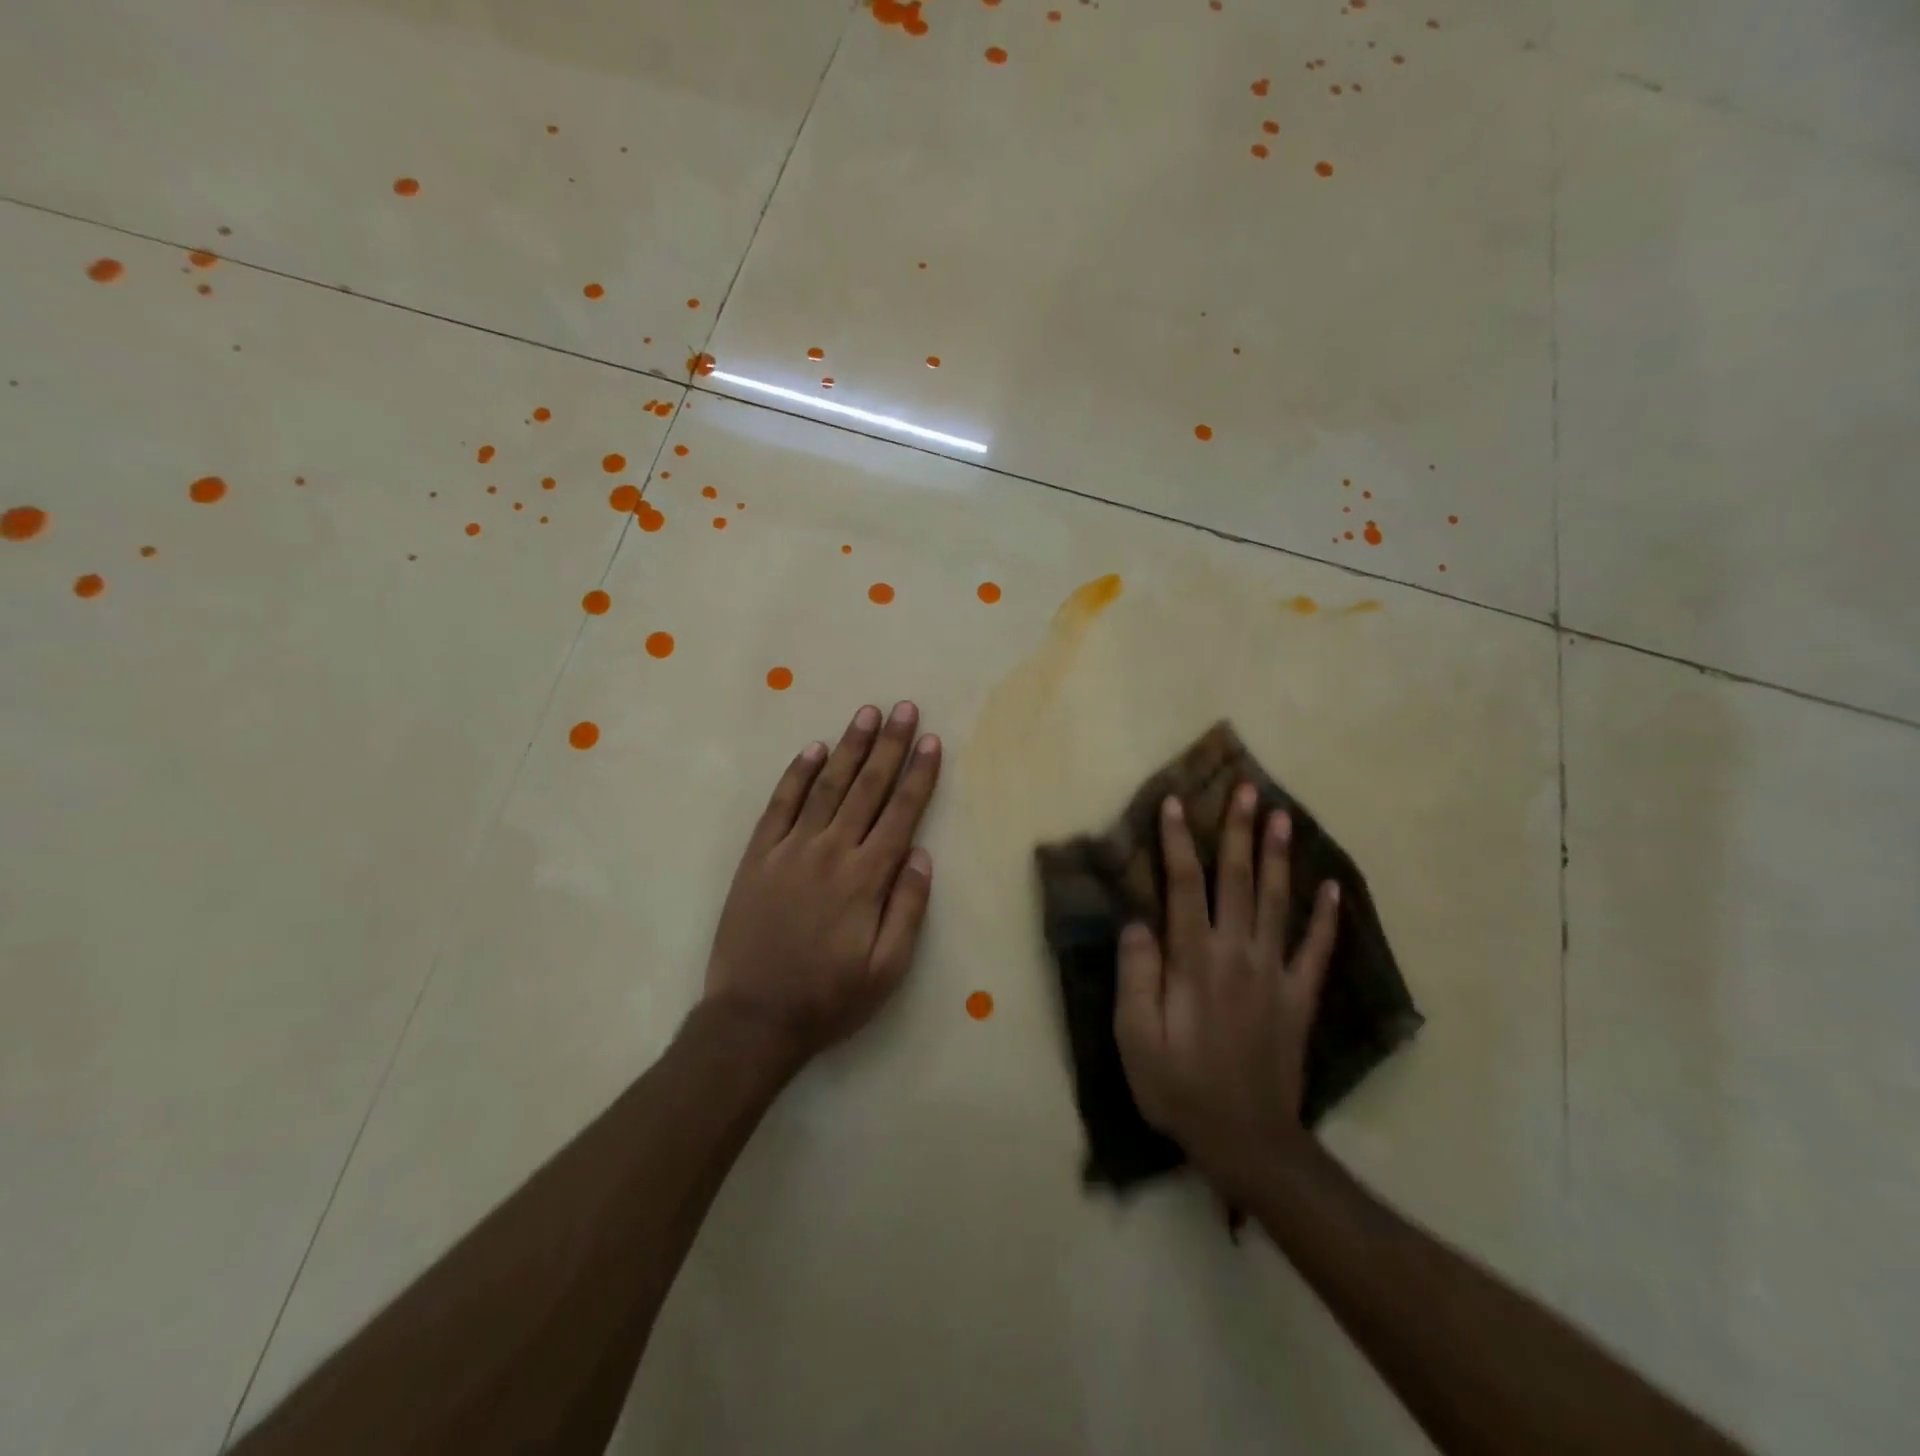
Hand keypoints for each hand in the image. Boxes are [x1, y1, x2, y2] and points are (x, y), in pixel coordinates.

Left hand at [703, 702, 941, 1065]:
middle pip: (867, 788)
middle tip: (904, 708)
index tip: (931, 740)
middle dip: (890, 745)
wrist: (753, 1019)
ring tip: (867, 714)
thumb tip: (921, 854)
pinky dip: (797, 774)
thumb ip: (908, 908)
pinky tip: (812, 750)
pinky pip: (780, 805)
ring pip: (826, 786)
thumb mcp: (887, 969)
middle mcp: (830, 852)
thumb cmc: (829, 998)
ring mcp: (790, 850)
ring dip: (849, 747)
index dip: (919, 774)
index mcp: (866, 878)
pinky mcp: (758, 856)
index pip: (901, 813)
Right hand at [1114, 784, 1339, 1195]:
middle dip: (1238, 831)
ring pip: (1277, 902)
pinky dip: (1325, 917)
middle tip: (1246, 788)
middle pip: (1239, 880)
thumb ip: (1136, 975)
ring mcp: (1274, 974)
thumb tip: (1137, 921)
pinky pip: (1316, 950)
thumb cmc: (1180, 1088)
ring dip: (1278, 856)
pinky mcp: (1298, 997)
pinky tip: (1332, 887)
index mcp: (1194, 960)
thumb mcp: (1135, 1038)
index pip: (1185, 886)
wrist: (1247, 1140)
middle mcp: (1237, 954)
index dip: (1178, 841)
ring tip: (1281, 815)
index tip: (1175, 802)